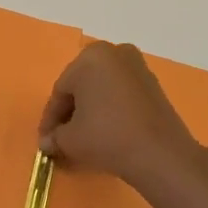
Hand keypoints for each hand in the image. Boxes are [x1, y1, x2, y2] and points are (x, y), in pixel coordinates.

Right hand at [38, 41, 205, 192]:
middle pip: (82, 86)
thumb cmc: (107, 137)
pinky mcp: (154, 84)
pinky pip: (122, 94)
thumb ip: (54, 137)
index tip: (46, 139)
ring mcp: (138, 67)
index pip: (61, 91)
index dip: (51, 118)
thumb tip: (47, 143)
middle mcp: (114, 53)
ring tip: (84, 137)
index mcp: (89, 57)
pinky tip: (107, 131)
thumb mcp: (70, 140)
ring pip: (103, 89)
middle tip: (62, 137)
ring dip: (91, 110)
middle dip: (71, 112)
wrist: (160, 154)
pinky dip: (112, 109)